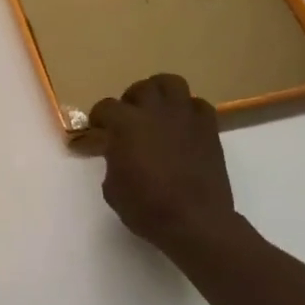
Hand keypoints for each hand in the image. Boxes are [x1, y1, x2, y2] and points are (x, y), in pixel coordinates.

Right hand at [90, 75, 249, 257]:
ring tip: (157, 110)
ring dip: (160, 93)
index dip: (98, 119)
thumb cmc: (147, 208)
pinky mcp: (208, 128)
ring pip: (171, 83)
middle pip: (139, 88)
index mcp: (126, 124)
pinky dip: (188, 111)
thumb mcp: (113, 188)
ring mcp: (184, 116)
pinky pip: (198, 105)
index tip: (97, 131)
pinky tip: (183, 126)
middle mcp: (154, 111)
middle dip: (130, 101)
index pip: (105, 107)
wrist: (195, 221)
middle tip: (129, 119)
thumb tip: (118, 153)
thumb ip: (112, 160)